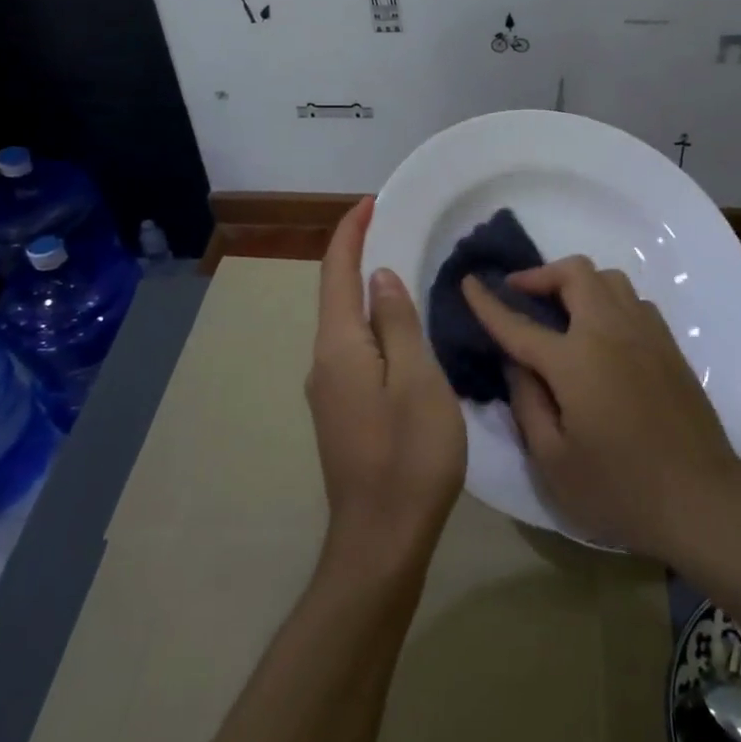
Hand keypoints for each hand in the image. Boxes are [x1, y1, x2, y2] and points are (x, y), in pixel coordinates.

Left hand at [308, 198, 466, 579]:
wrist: (382, 539)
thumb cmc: (409, 455)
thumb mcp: (416, 380)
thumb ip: (396, 324)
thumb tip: (379, 277)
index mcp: (339, 347)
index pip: (336, 273)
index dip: (350, 233)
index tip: (371, 202)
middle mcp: (324, 362)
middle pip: (335, 294)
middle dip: (357, 255)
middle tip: (393, 227)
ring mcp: (330, 390)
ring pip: (345, 324)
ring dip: (365, 289)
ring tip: (401, 266)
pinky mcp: (342, 411)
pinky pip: (354, 348)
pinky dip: (372, 322)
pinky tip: (399, 327)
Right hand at [461, 257, 740, 561]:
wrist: (701, 499)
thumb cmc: (619, 489)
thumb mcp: (553, 461)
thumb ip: (527, 402)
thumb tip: (516, 362)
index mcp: (576, 360)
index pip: (520, 322)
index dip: (489, 303)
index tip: (468, 282)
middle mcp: (611, 332)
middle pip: (576, 273)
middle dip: (540, 274)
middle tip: (519, 294)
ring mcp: (646, 333)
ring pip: (610, 279)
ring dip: (578, 283)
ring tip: (560, 311)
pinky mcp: (669, 346)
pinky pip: (634, 301)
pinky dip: (608, 300)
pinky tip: (601, 333)